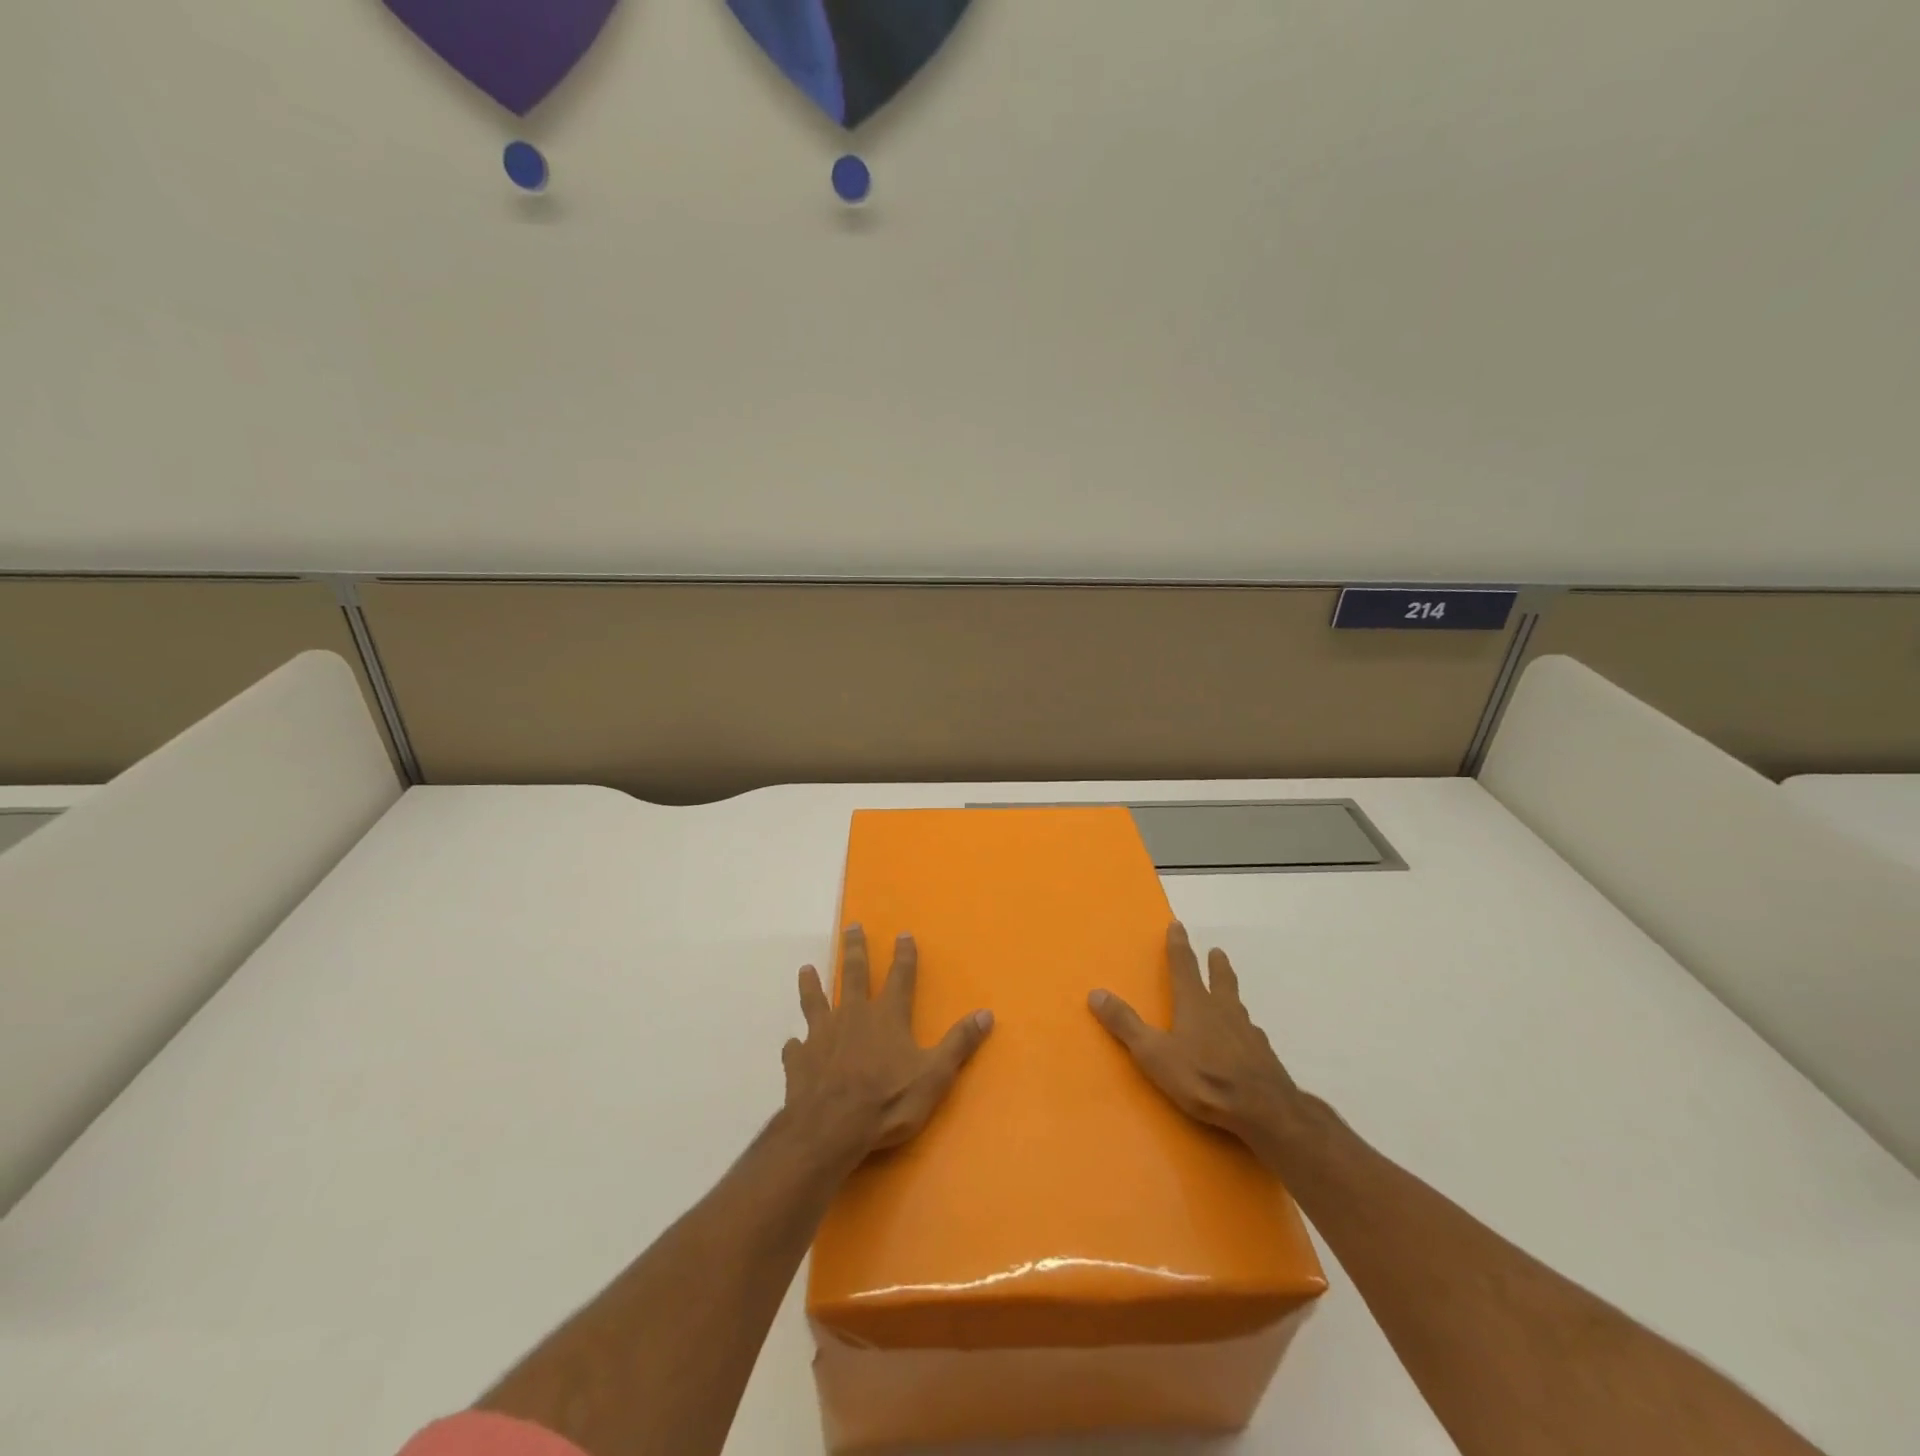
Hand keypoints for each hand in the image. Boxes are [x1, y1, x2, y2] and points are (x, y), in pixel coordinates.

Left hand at [783, 925, 993, 1162]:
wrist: (831, 1128)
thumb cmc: (888, 1101)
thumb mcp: (934, 1075)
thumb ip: (959, 1043)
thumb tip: (986, 1013)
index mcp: (887, 1016)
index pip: (900, 977)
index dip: (904, 955)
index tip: (902, 933)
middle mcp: (853, 1015)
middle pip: (854, 974)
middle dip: (855, 949)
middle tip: (851, 926)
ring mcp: (822, 1035)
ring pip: (816, 1001)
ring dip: (812, 985)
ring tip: (806, 969)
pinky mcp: (800, 1060)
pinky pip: (796, 1048)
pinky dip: (795, 1044)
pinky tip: (792, 1044)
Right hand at [1089, 921, 1300, 1150]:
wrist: (1263, 1109)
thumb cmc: (1203, 1077)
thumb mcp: (1154, 1053)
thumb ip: (1125, 1024)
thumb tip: (1096, 993)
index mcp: (1195, 1004)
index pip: (1183, 966)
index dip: (1178, 945)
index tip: (1178, 925)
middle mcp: (1223, 1010)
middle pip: (1220, 980)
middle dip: (1216, 965)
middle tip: (1217, 951)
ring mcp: (1248, 1033)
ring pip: (1238, 1005)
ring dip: (1232, 994)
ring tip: (1231, 995)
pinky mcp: (1264, 1056)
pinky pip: (1251, 1034)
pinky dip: (1245, 1030)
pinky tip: (1247, 1040)